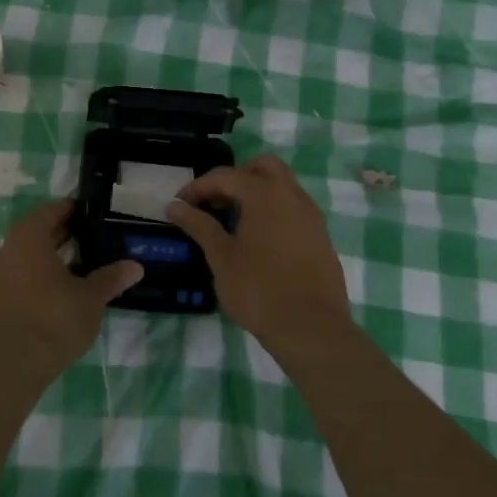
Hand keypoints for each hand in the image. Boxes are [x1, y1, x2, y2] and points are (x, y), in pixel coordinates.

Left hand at [0, 200, 142, 384]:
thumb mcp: (90, 299)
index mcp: (28, 236)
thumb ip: (110, 278)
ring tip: (80, 265)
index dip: (72, 210)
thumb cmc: (52, 321)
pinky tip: (58, 291)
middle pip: (38, 231)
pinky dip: (37, 275)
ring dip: (50, 256)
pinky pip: (18, 274)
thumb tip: (135, 266)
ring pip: (27, 254)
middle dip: (64, 233)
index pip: (52, 210)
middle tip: (91, 238)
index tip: (92, 214)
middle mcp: (7, 248)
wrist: (9, 368)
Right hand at [167, 154, 352, 352]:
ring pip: (282, 185)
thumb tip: (175, 206)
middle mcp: (291, 195)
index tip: (180, 204)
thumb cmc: (259, 290)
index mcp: (264, 194)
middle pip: (262, 167)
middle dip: (235, 177)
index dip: (198, 187)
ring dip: (257, 192)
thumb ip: (199, 225)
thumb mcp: (221, 257)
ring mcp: (311, 215)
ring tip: (234, 220)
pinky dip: (274, 210)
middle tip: (215, 201)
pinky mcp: (321, 236)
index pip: (225, 176)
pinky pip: (294, 208)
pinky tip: (260, 239)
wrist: (312, 330)